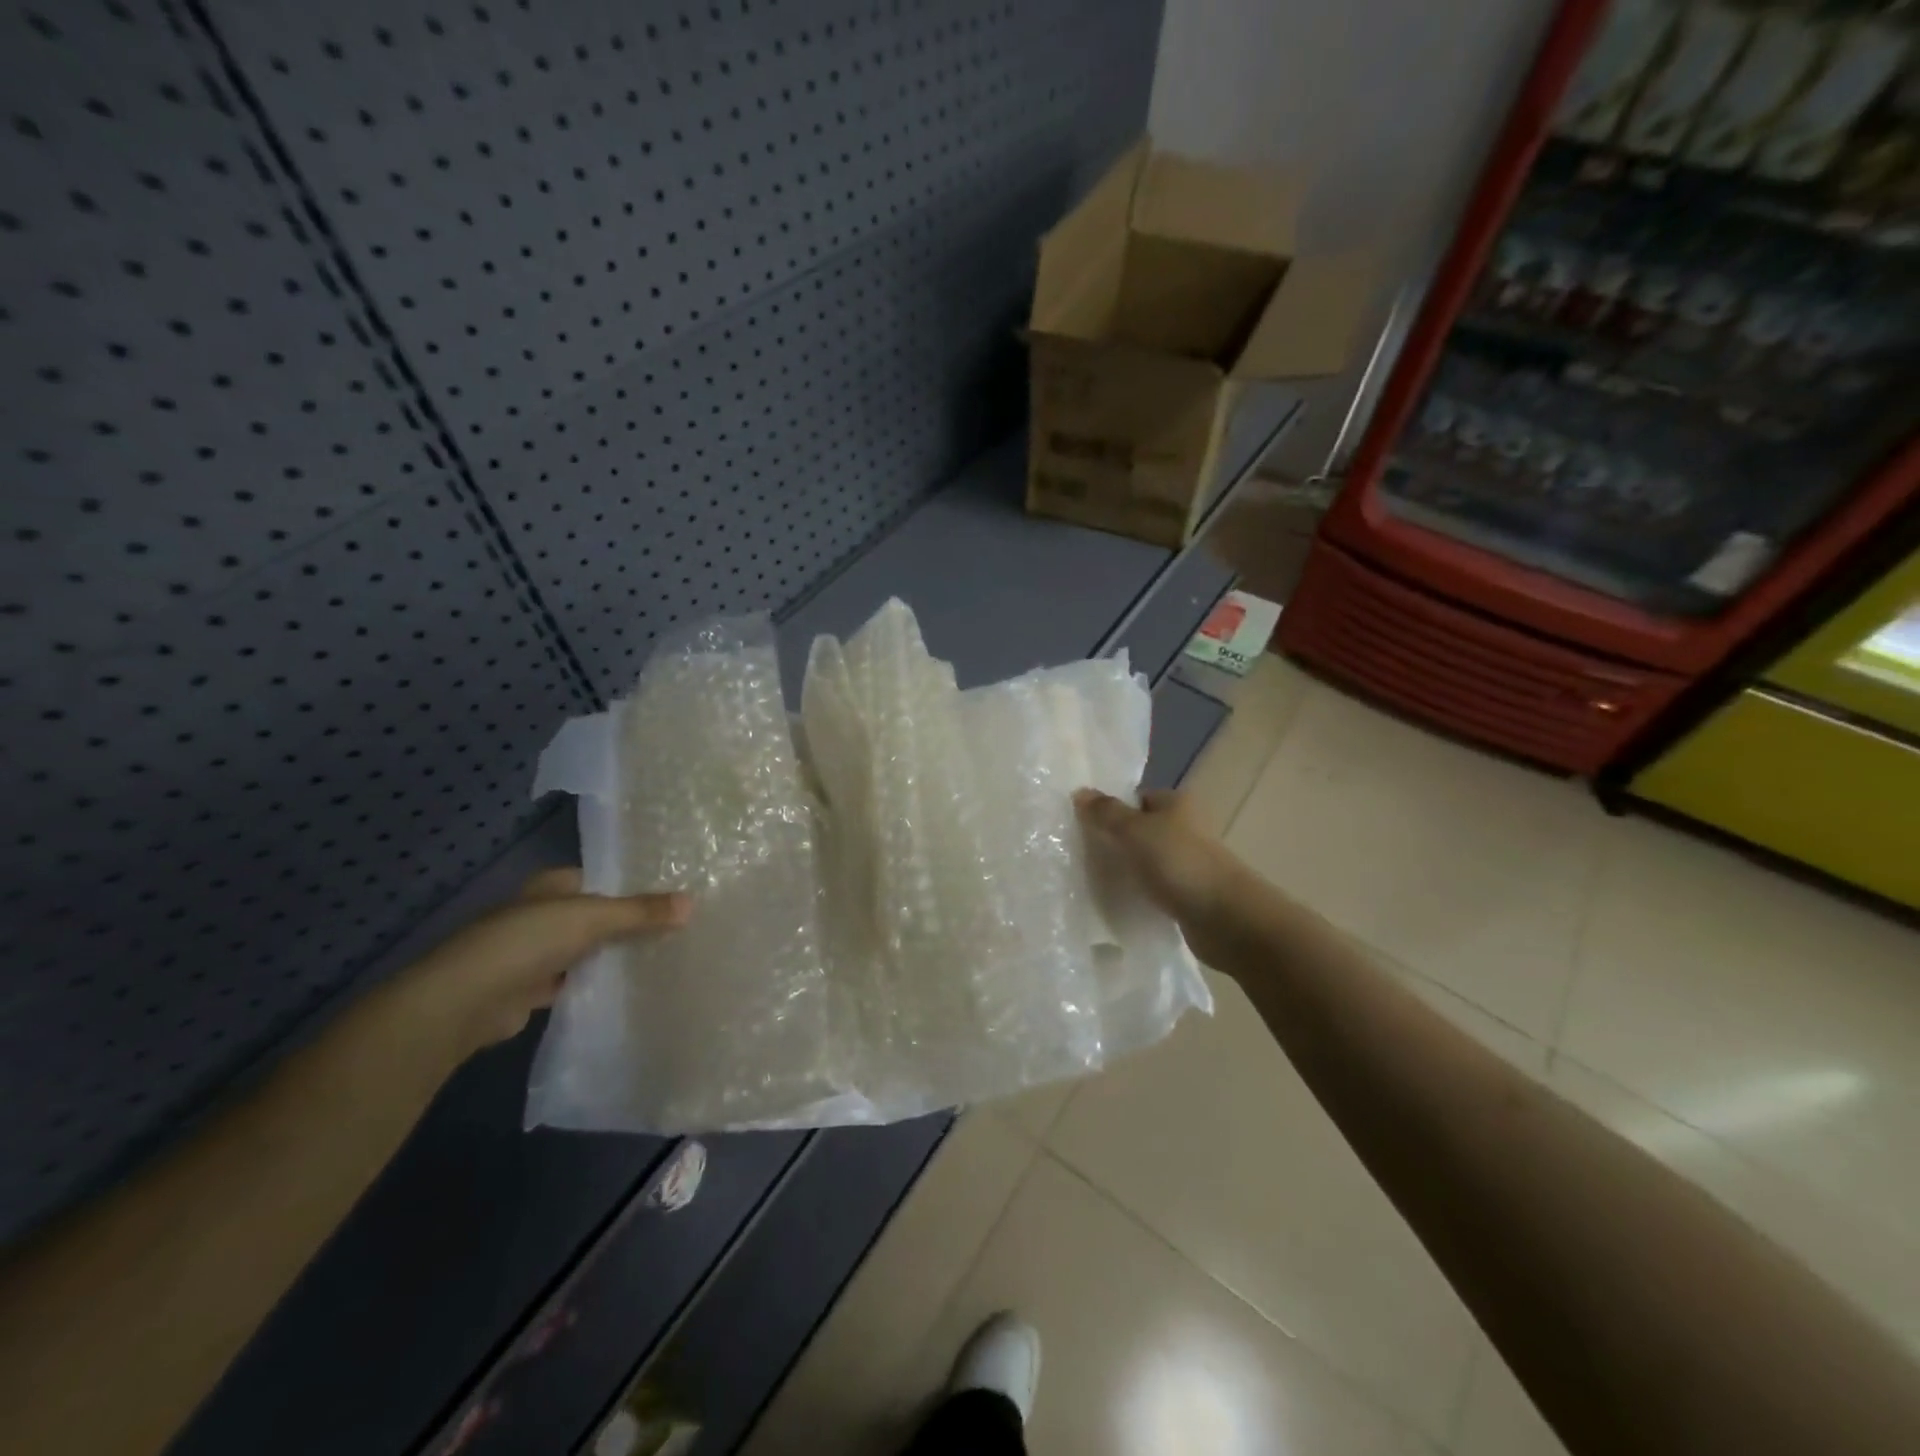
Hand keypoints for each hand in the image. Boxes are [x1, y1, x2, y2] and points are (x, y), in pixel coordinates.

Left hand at [391, 869, 691, 1059]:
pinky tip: (629, 989)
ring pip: (586, 950)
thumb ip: (641, 912)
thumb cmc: (527, 941)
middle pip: (596, 915)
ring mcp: (534, 952)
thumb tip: (692, 902)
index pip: (601, 879)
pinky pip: (575, 981)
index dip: (634, 886)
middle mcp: (542, 914)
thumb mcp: (593, 918)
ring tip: (663, 958)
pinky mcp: (531, 989)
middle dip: (628, 924)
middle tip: (678, 929)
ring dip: (612, 956)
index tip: (673, 897)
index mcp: (552, 886)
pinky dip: (595, 984)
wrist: (465, 1001)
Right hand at [1073, 788, 1242, 928]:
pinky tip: (1121, 902)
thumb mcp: (1135, 831)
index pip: (1136, 797)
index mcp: (1176, 803)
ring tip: (1095, 880)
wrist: (1225, 918)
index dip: (1110, 809)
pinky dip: (1140, 892)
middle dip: (1115, 841)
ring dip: (1127, 868)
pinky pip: (1157, 887)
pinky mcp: (1189, 894)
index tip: (1081, 827)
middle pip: (1141, 829)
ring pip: (1148, 859)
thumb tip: (1080, 791)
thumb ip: (1106, 812)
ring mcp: (1189, 862)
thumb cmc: (1179, 863)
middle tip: (1083, 855)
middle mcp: (1185, 828)